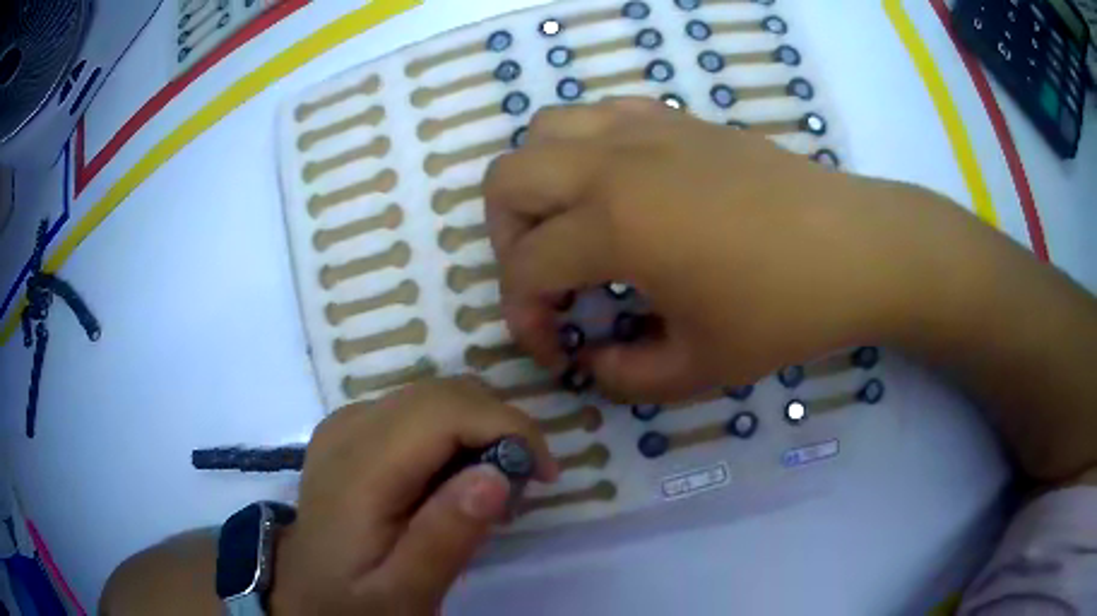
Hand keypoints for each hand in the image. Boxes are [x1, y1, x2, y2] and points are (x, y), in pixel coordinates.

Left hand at [271, 377, 556, 614]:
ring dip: (480, 430)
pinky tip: (454, 480)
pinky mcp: (354, 428)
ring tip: (489, 489)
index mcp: (358, 468)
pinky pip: (419, 409)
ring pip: (436, 394)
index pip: (445, 411)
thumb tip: (499, 474)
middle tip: (521, 488)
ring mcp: (348, 421)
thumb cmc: (354, 602)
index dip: (508, 427)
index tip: (545, 475)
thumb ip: (444, 539)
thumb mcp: (403, 594)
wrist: (305, 592)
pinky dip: (455, 433)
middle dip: (501, 427)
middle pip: (444, 393)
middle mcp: (350, 427)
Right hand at [484, 98, 950, 400]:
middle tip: (549, 279)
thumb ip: (623, 375)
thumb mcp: (698, 370)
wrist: (856, 249)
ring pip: (546, 130)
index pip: (524, 268)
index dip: (522, 318)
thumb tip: (589, 360)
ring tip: (574, 225)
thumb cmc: (784, 312)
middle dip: (507, 238)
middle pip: (506, 179)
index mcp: (616, 224)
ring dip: (539, 183)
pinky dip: (586, 149)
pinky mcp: (679, 119)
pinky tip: (622, 188)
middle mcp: (614, 163)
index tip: (556, 349)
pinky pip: (601, 115)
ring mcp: (647, 130)